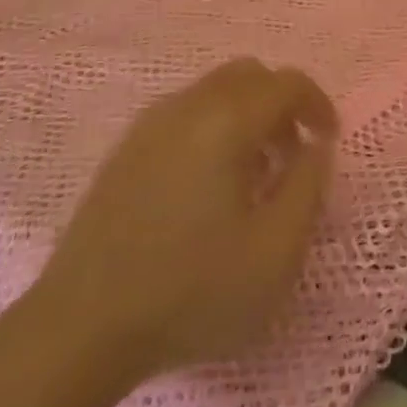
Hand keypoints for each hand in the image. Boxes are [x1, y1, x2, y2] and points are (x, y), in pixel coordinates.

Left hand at [27, 60, 338, 394]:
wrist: (78, 330)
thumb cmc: (191, 291)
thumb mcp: (276, 251)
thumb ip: (309, 186)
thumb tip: (316, 146)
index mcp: (227, 120)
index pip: (287, 83)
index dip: (318, 105)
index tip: (328, 142)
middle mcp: (188, 105)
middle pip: (249, 75)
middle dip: (281, 105)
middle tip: (291, 156)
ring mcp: (150, 125)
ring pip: (215, 92)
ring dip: (247, 116)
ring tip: (253, 176)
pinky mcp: (125, 150)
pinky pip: (185, 114)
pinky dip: (213, 128)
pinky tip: (207, 187)